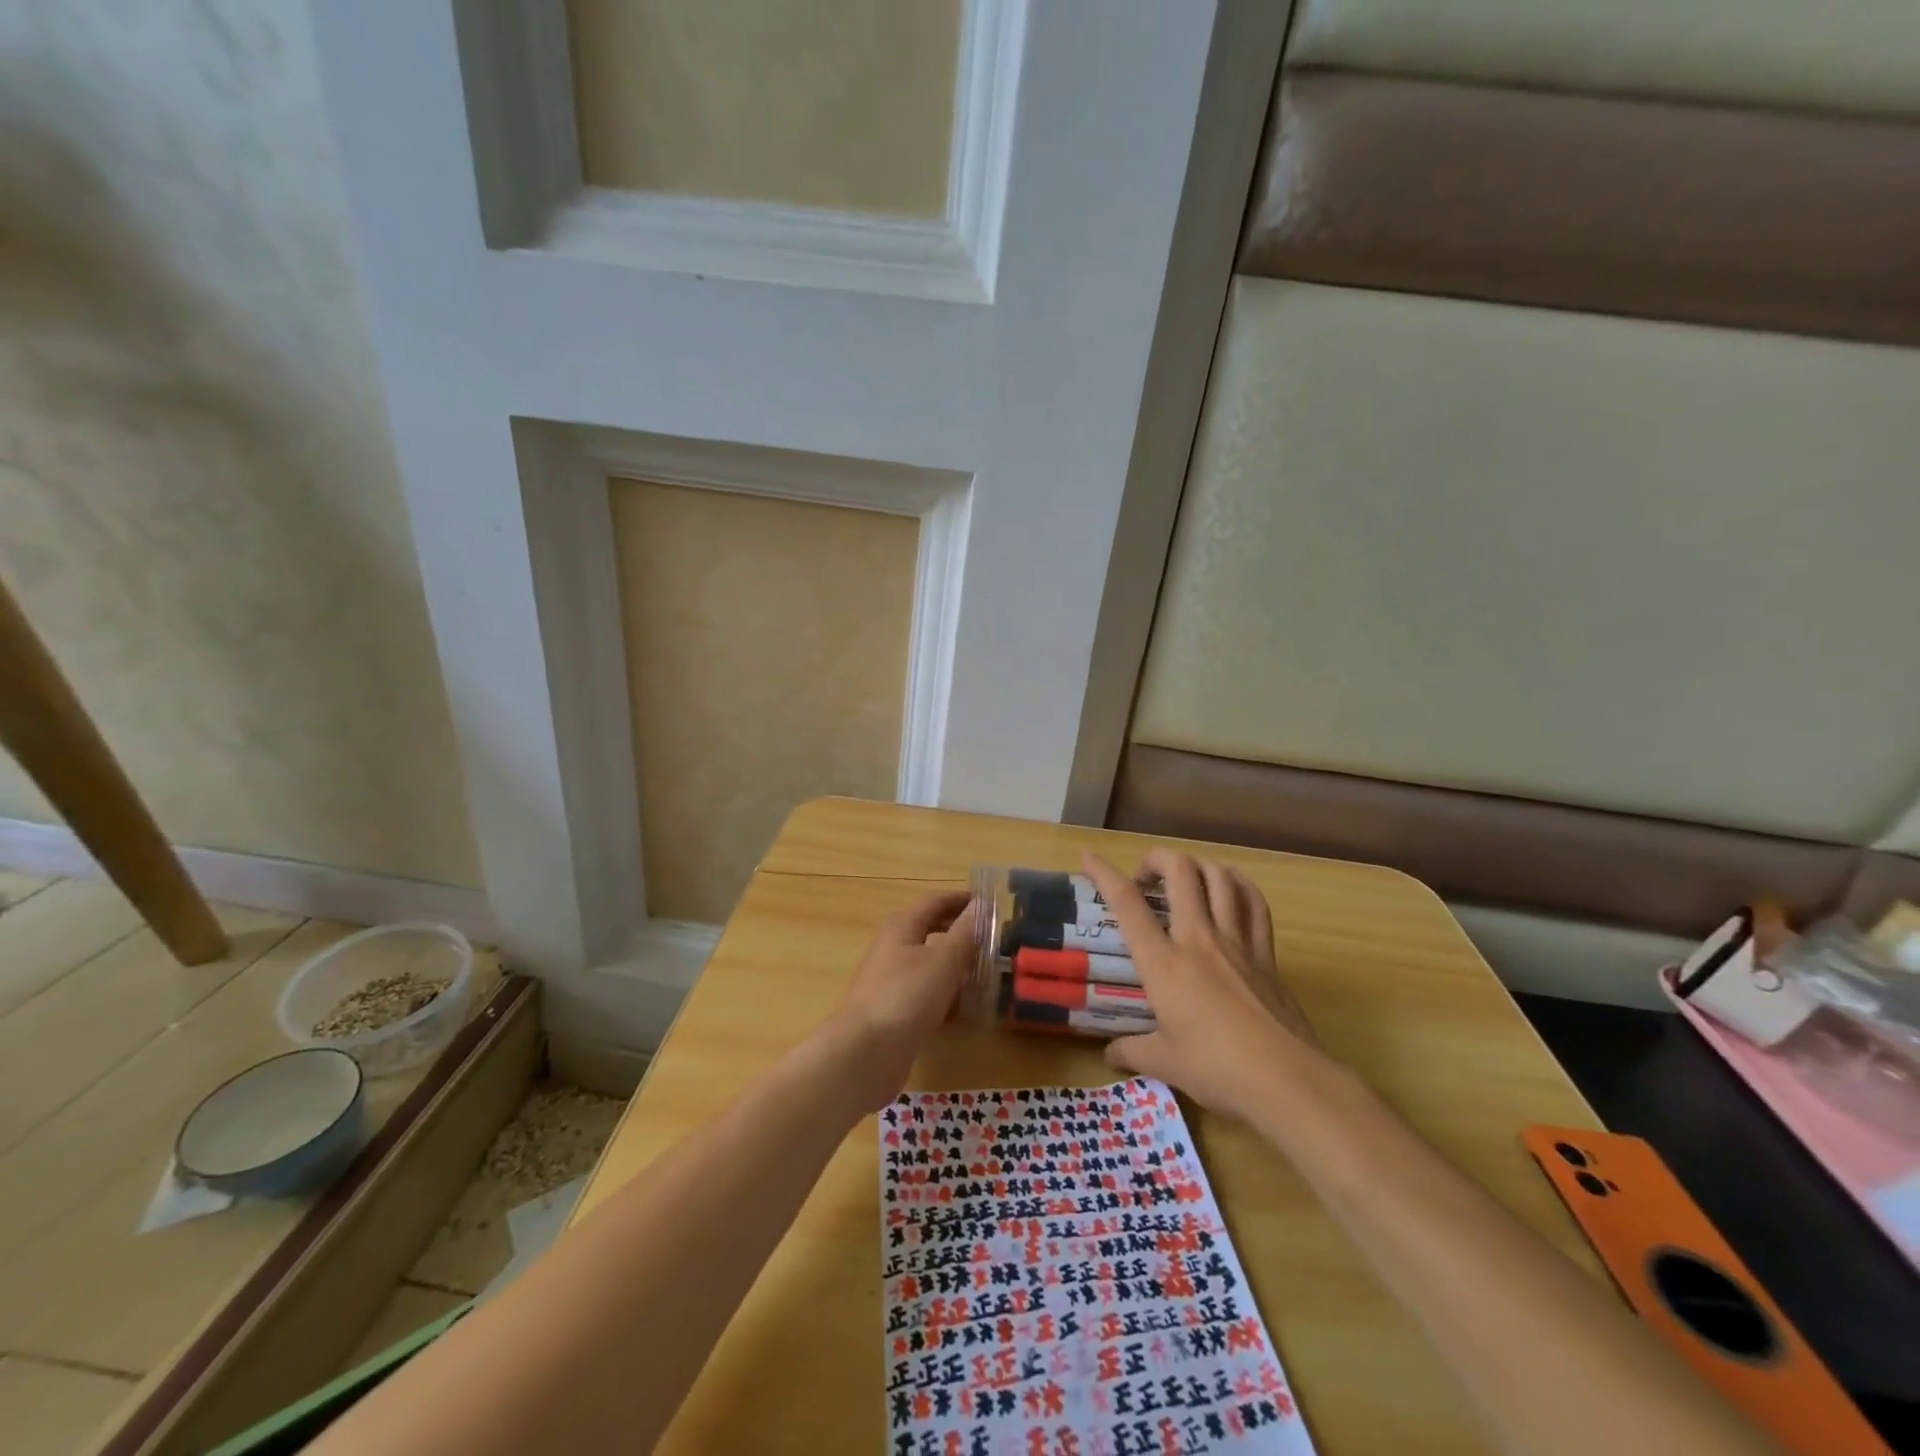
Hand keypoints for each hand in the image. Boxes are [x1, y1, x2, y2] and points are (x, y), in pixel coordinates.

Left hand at [822, 890, 976, 1112]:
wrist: (866, 1052)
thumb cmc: (906, 995)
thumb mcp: (943, 960)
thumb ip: (964, 932)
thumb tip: (981, 905)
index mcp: (901, 927)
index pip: (934, 902)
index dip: (960, 900)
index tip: (988, 903)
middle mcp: (892, 948)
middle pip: (929, 932)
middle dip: (959, 933)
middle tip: (992, 938)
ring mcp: (891, 982)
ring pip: (929, 965)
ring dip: (956, 966)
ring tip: (988, 973)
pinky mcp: (894, 1012)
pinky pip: (926, 995)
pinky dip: (946, 995)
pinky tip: (967, 1009)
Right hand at [1083, 849, 1322, 1116]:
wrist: (1287, 1080)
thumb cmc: (1217, 1070)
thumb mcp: (1165, 1063)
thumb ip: (1133, 1052)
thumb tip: (1110, 1054)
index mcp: (1163, 962)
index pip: (1127, 904)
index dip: (1104, 873)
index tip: (1088, 857)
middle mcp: (1198, 939)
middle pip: (1180, 871)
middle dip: (1157, 858)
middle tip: (1145, 877)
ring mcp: (1237, 942)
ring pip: (1220, 877)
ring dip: (1198, 865)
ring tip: (1185, 877)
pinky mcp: (1266, 954)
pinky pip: (1255, 904)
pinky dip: (1239, 885)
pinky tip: (1230, 888)